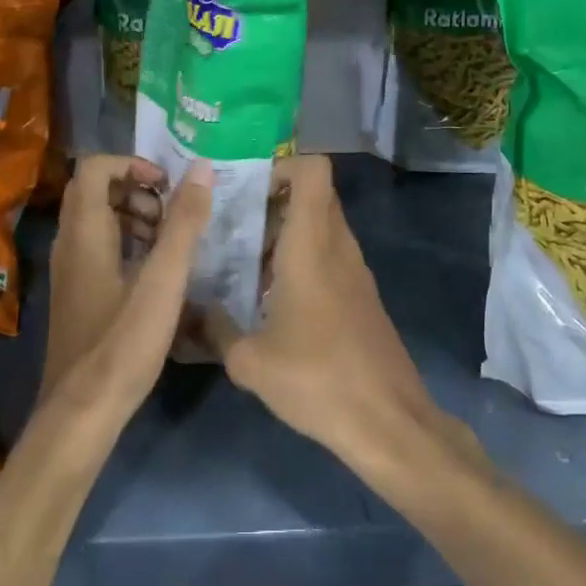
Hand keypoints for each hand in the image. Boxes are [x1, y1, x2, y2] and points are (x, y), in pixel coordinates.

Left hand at [42, 156, 210, 419]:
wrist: (82, 413)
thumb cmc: (124, 341)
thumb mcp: (164, 279)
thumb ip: (184, 222)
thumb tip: (202, 168)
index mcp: (84, 231)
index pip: (95, 167)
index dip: (132, 164)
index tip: (167, 185)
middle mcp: (69, 243)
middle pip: (95, 190)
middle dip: (137, 190)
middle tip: (171, 215)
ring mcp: (70, 270)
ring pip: (98, 220)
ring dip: (135, 216)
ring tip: (169, 243)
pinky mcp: (77, 293)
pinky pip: (99, 247)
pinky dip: (128, 243)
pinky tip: (155, 273)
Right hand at [206, 156, 451, 470]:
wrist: (387, 421)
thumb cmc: (317, 379)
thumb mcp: (250, 361)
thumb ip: (217, 329)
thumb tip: (197, 311)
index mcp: (312, 244)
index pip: (313, 170)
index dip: (283, 164)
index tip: (248, 188)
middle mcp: (338, 246)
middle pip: (314, 195)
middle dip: (275, 199)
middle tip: (236, 224)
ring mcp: (355, 270)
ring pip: (322, 226)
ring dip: (287, 232)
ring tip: (246, 263)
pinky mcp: (362, 295)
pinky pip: (330, 255)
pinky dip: (303, 259)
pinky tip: (274, 299)